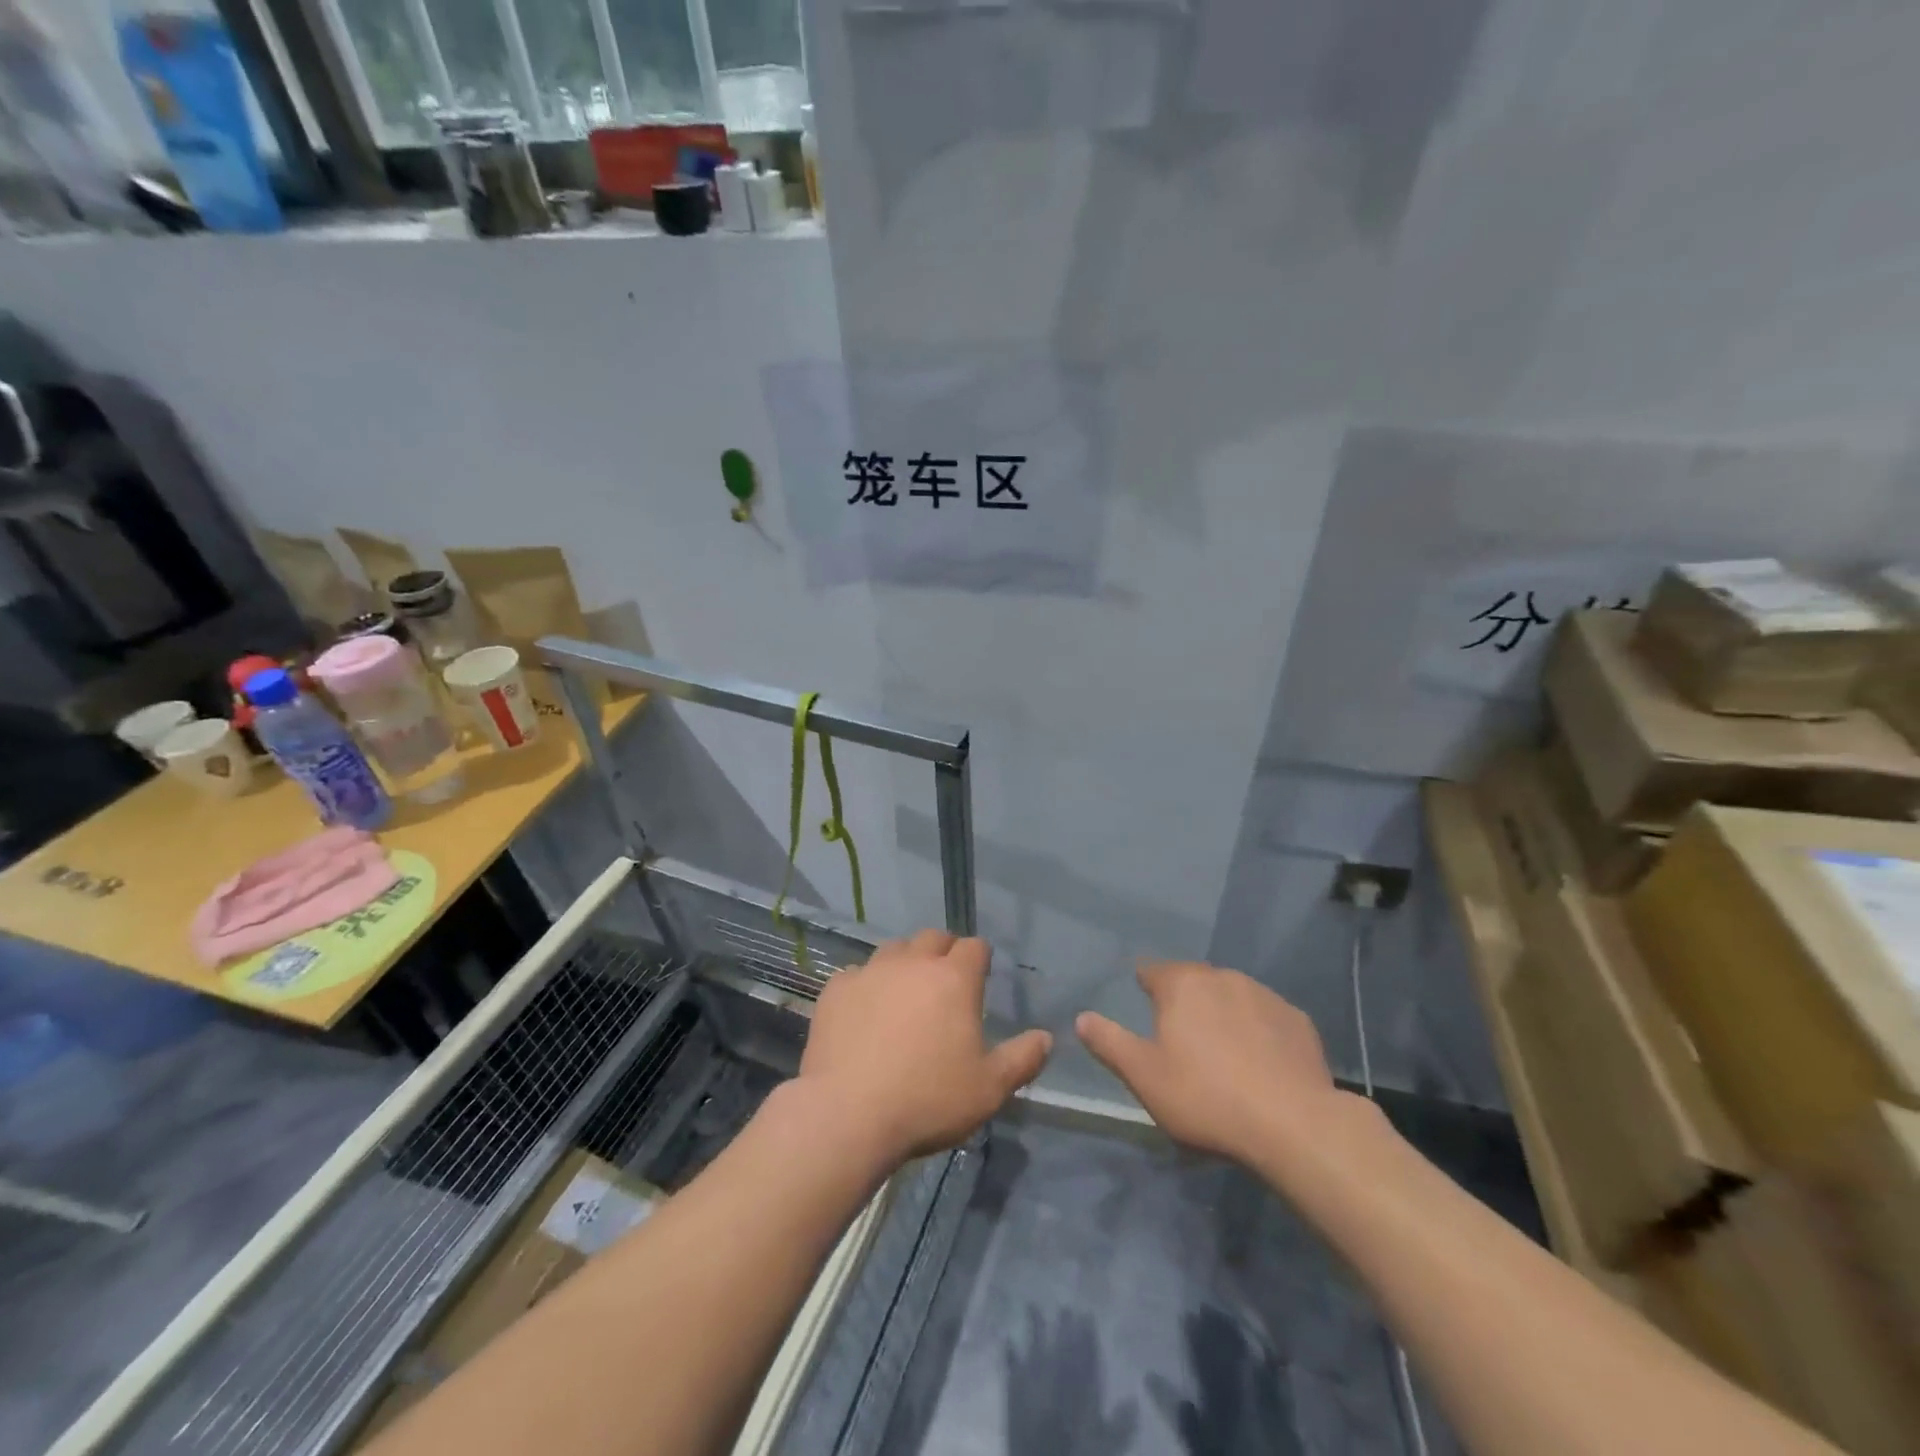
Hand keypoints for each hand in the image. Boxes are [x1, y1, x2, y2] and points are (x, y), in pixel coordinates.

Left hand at [799, 929, 1052, 1166]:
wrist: (848, 1114)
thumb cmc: (928, 1100)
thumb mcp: (989, 1089)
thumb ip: (1022, 1059)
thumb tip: (1046, 1037)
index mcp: (954, 978)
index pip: (974, 946)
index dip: (980, 958)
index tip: (980, 977)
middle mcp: (913, 963)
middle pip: (933, 937)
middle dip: (943, 951)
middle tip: (945, 983)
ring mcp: (870, 971)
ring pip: (894, 950)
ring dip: (905, 963)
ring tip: (904, 994)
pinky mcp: (836, 989)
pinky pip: (856, 974)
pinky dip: (866, 985)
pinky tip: (864, 1012)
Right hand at [1076, 961, 1351, 1167]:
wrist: (1294, 1124)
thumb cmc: (1205, 1097)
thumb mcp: (1144, 1076)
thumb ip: (1109, 1043)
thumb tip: (1082, 1017)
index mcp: (1182, 984)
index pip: (1153, 970)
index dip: (1145, 985)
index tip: (1145, 1004)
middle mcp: (1223, 977)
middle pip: (1194, 981)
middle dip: (1185, 1001)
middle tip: (1181, 1038)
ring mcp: (1265, 996)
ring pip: (1232, 996)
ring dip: (1223, 1014)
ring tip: (1223, 1053)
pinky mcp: (1298, 1020)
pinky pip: (1266, 1017)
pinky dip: (1258, 1031)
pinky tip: (1261, 1063)